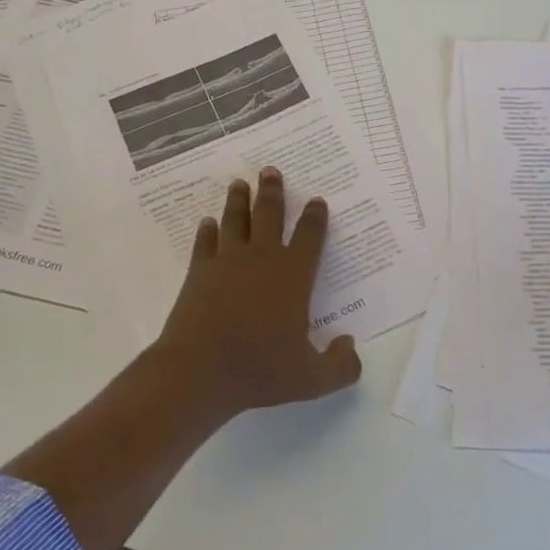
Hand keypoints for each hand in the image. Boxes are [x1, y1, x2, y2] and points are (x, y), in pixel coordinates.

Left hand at [148, 166, 362, 420]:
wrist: (199, 371)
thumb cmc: (260, 370)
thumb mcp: (312, 379)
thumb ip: (340, 365)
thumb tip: (351, 346)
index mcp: (293, 276)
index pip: (309, 237)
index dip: (315, 217)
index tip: (316, 200)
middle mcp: (262, 259)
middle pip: (269, 215)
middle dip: (272, 191)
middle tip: (270, 170)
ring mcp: (227, 262)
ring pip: (235, 221)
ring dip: (238, 200)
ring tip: (239, 183)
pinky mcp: (199, 272)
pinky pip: (205, 243)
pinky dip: (207, 231)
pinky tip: (207, 223)